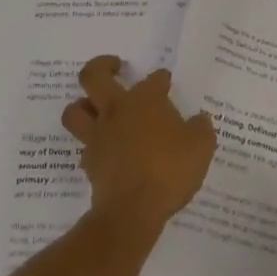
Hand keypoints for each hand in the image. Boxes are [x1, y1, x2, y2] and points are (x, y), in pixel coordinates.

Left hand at [61, 56, 216, 232]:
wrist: (134, 210)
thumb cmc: (170, 170)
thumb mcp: (201, 147)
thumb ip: (201, 128)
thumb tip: (199, 120)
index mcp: (145, 99)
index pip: (153, 79)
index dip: (161, 79)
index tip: (166, 83)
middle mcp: (116, 110)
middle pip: (93, 76)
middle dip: (102, 65)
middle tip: (114, 66)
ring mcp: (98, 136)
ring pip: (75, 110)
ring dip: (83, 105)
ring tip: (95, 106)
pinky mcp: (90, 162)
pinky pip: (84, 145)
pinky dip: (92, 143)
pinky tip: (105, 149)